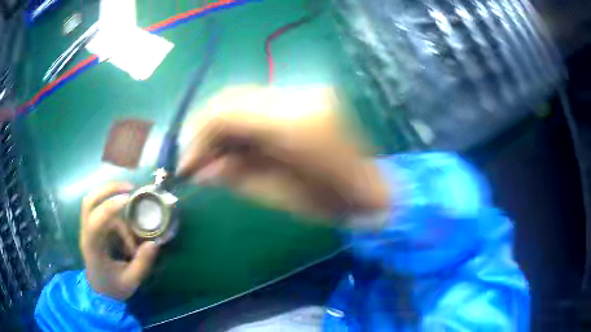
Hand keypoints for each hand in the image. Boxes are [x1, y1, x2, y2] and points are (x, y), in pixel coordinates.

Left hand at [80, 183, 158, 300]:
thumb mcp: (131, 281)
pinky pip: (103, 213)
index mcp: (92, 248)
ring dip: (113, 200)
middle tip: (129, 188)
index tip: (128, 199)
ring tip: (131, 206)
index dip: (109, 207)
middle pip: (89, 201)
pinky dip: (116, 215)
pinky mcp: (94, 229)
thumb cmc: (113, 288)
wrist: (100, 293)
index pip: (95, 221)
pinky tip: (128, 231)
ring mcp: (88, 230)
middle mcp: (86, 234)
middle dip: (107, 189)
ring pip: (95, 203)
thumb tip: (155, 243)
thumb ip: (142, 263)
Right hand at [178, 86, 388, 221]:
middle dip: (206, 130)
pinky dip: (242, 124)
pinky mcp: (309, 97)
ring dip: (223, 127)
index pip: (225, 112)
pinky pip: (261, 104)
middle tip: (197, 161)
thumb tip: (201, 169)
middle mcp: (299, 96)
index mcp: (293, 123)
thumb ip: (236, 177)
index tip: (187, 165)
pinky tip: (238, 147)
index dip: (197, 136)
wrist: (378, 191)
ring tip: (215, 158)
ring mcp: (306, 92)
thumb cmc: (335, 205)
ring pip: (244, 99)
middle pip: (231, 98)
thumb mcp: (279, 198)